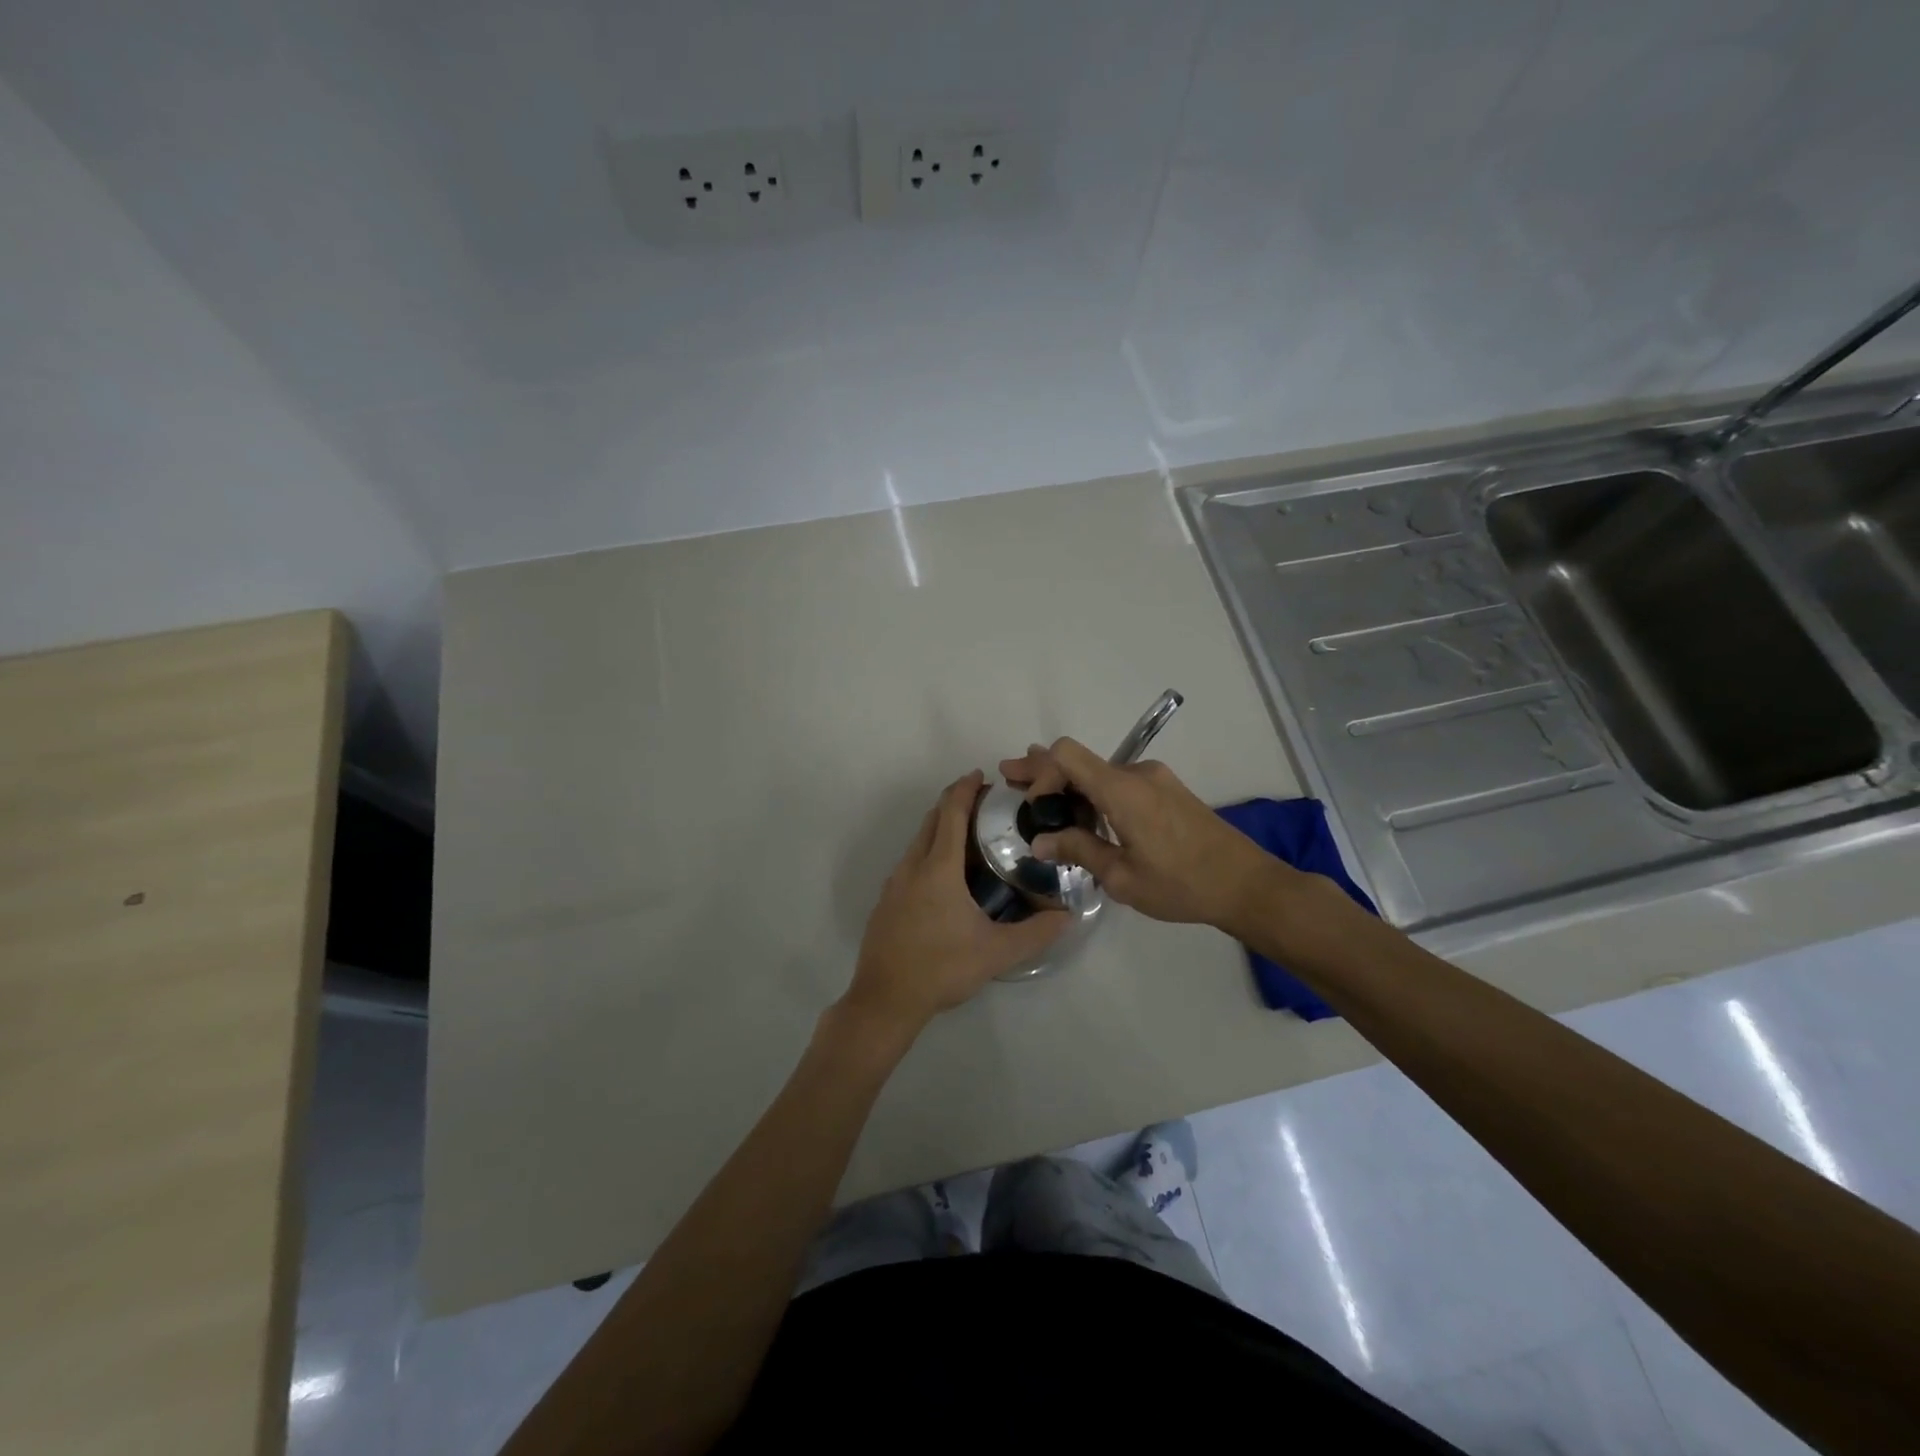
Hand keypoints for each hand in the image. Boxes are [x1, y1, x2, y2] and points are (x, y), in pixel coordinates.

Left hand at [840, 771, 1067, 1037]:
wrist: (885, 999)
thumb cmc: (941, 968)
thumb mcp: (997, 953)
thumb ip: (1036, 933)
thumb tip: (1068, 915)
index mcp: (938, 868)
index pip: (951, 813)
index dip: (965, 789)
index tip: (981, 776)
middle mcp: (913, 866)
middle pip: (932, 820)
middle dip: (954, 803)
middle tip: (984, 803)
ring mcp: (894, 883)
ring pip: (918, 841)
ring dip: (940, 827)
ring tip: (969, 835)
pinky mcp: (886, 901)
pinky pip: (910, 861)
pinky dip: (929, 850)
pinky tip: (945, 875)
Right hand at [998, 739, 1285, 930]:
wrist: (1246, 884)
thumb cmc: (1182, 884)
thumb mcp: (1122, 877)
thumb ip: (1079, 851)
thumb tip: (1041, 842)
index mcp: (1123, 790)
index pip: (1067, 755)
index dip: (1041, 774)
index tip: (1036, 809)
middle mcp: (1137, 773)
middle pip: (1079, 759)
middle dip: (1043, 769)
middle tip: (1009, 777)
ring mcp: (1155, 779)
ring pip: (1099, 771)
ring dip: (1067, 782)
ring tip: (1038, 797)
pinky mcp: (1167, 790)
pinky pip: (1119, 782)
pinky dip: (1092, 790)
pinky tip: (1079, 809)